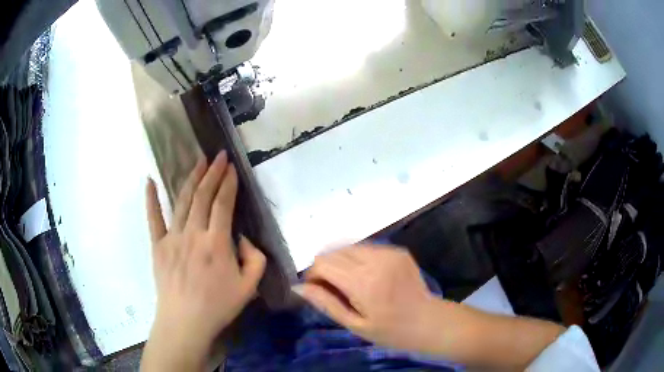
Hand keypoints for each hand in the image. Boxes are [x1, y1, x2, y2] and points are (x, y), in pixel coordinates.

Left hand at [142, 152, 265, 370]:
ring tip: (198, 161)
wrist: (185, 322)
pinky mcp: (157, 245)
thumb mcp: (249, 288)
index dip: (228, 183)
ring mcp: (172, 237)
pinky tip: (149, 181)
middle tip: (218, 155)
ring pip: (182, 201)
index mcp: (216, 243)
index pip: (223, 204)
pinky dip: (151, 198)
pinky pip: (153, 218)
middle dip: (212, 173)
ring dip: (191, 178)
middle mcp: (193, 234)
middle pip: (203, 196)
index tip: (232, 167)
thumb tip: (244, 238)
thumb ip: (256, 259)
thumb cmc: (218, 306)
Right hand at [300, 245, 437, 352]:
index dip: (313, 275)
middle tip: (334, 289)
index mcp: (363, 282)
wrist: (428, 322)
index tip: (317, 290)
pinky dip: (359, 260)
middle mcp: (376, 260)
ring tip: (352, 284)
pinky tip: (368, 277)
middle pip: (334, 251)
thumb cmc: (390, 331)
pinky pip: (367, 248)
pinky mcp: (398, 250)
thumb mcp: (354, 324)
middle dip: (326, 267)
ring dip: (342, 262)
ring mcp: (389, 252)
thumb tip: (299, 287)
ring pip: (349, 247)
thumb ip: (326, 303)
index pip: (323, 263)